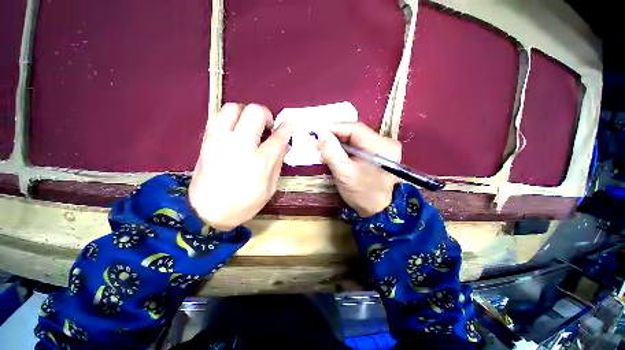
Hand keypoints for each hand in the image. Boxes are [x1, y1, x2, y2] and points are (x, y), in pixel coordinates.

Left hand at [189, 103, 292, 230]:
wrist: (206, 213)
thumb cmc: (244, 203)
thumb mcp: (270, 187)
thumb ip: (278, 163)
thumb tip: (283, 144)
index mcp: (260, 162)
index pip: (277, 136)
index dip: (286, 128)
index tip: (288, 125)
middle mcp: (240, 145)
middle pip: (255, 112)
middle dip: (266, 114)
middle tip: (267, 127)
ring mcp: (219, 140)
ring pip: (233, 107)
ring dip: (246, 112)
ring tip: (250, 126)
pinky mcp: (207, 140)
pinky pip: (218, 116)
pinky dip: (231, 118)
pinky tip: (236, 130)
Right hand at [318, 122, 400, 216]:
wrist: (378, 210)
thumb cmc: (362, 193)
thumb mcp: (344, 173)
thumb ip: (332, 152)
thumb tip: (321, 134)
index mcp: (381, 146)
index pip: (355, 128)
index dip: (334, 128)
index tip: (318, 133)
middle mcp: (385, 143)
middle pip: (355, 133)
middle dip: (335, 138)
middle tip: (319, 145)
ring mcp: (383, 149)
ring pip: (355, 139)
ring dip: (339, 144)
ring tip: (325, 152)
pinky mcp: (378, 155)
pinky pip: (358, 147)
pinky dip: (345, 150)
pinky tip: (336, 156)